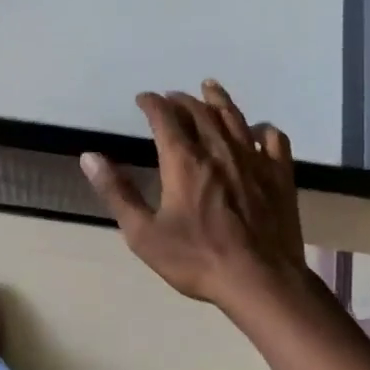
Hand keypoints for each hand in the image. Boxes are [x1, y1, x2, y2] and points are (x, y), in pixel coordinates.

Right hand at [81, 79, 308, 309]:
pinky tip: (258, 131)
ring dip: (219, 100)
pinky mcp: (280, 176)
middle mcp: (218, 150)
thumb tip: (89, 157)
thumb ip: (117, 192)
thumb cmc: (197, 259)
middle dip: (182, 100)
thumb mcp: (143, 234)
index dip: (152, 103)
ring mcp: (254, 161)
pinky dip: (263, 129)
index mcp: (184, 161)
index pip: (164, 118)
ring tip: (210, 87)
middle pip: (200, 112)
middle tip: (171, 97)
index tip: (143, 98)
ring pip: (235, 118)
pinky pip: (274, 141)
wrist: (260, 281)